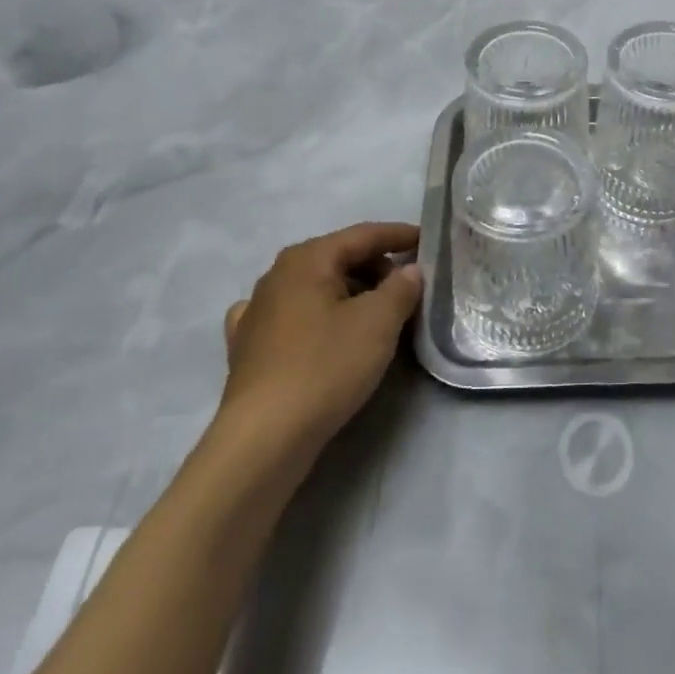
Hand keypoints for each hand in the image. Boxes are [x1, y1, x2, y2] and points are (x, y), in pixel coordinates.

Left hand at [218, 222, 422, 459]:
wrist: (264, 438)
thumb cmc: (325, 367)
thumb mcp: (378, 323)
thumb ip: (401, 288)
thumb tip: (409, 271)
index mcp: (307, 259)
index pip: (363, 235)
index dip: (399, 236)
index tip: (427, 241)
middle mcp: (277, 275)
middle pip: (338, 259)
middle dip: (376, 268)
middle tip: (408, 289)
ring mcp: (256, 311)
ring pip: (315, 288)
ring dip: (348, 294)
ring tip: (375, 315)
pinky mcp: (247, 347)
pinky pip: (290, 317)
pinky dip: (313, 316)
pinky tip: (318, 330)